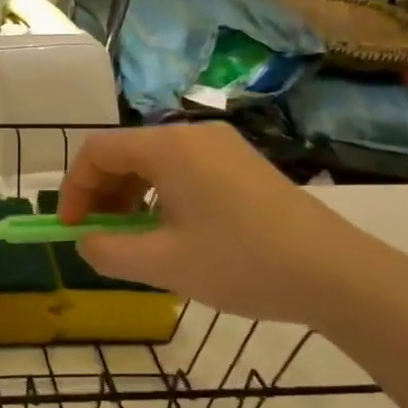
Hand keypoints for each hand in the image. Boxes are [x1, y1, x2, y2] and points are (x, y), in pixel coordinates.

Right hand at [57, 123, 407, 335]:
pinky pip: (183, 170)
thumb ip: (108, 251)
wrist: (336, 273)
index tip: (71, 229)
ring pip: (154, 162)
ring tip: (132, 238)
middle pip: (125, 152)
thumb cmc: (241, 263)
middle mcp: (192, 134)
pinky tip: (171, 231)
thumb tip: (85, 242)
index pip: (97, 151)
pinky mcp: (242, 164)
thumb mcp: (162, 264)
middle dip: (101, 193)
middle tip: (98, 236)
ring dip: (129, 196)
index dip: (74, 189)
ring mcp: (222, 146)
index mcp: (168, 147)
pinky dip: (160, 195)